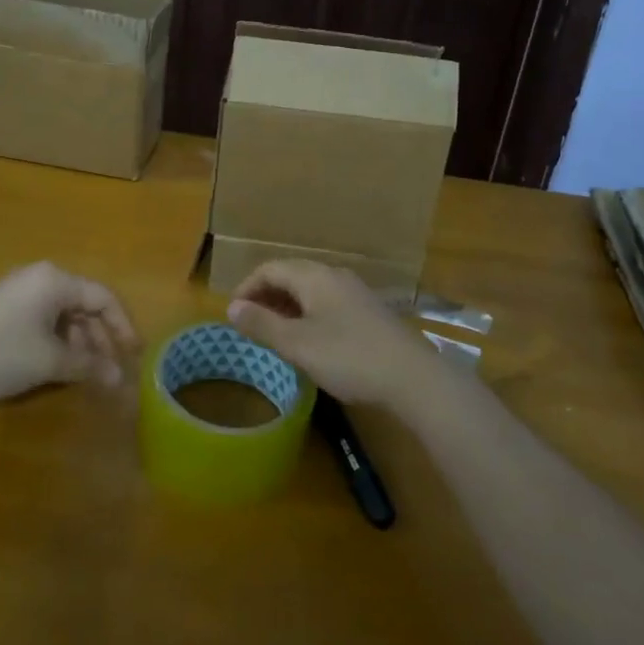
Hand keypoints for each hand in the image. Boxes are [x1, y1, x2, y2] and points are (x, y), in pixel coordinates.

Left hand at [0, 262, 141, 405]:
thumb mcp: (49, 361)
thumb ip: (89, 366)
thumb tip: (120, 378)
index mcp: (56, 280)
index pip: (103, 297)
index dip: (123, 326)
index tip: (135, 355)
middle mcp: (39, 279)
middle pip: (83, 306)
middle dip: (100, 339)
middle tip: (110, 370)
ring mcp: (17, 294)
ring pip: (62, 316)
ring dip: (78, 344)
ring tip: (84, 375)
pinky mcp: (1, 312)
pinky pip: (42, 322)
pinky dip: (56, 343)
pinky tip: (56, 368)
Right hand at [226, 260, 435, 413]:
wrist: (412, 376)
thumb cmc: (348, 357)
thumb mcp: (297, 344)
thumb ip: (262, 324)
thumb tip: (231, 307)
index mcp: (314, 276)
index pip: (270, 268)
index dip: (246, 287)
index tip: (232, 314)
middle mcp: (334, 275)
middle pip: (291, 275)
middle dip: (266, 295)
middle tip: (249, 323)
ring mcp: (354, 292)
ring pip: (310, 289)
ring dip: (286, 306)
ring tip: (273, 333)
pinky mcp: (368, 311)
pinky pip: (327, 302)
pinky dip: (307, 314)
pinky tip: (308, 339)